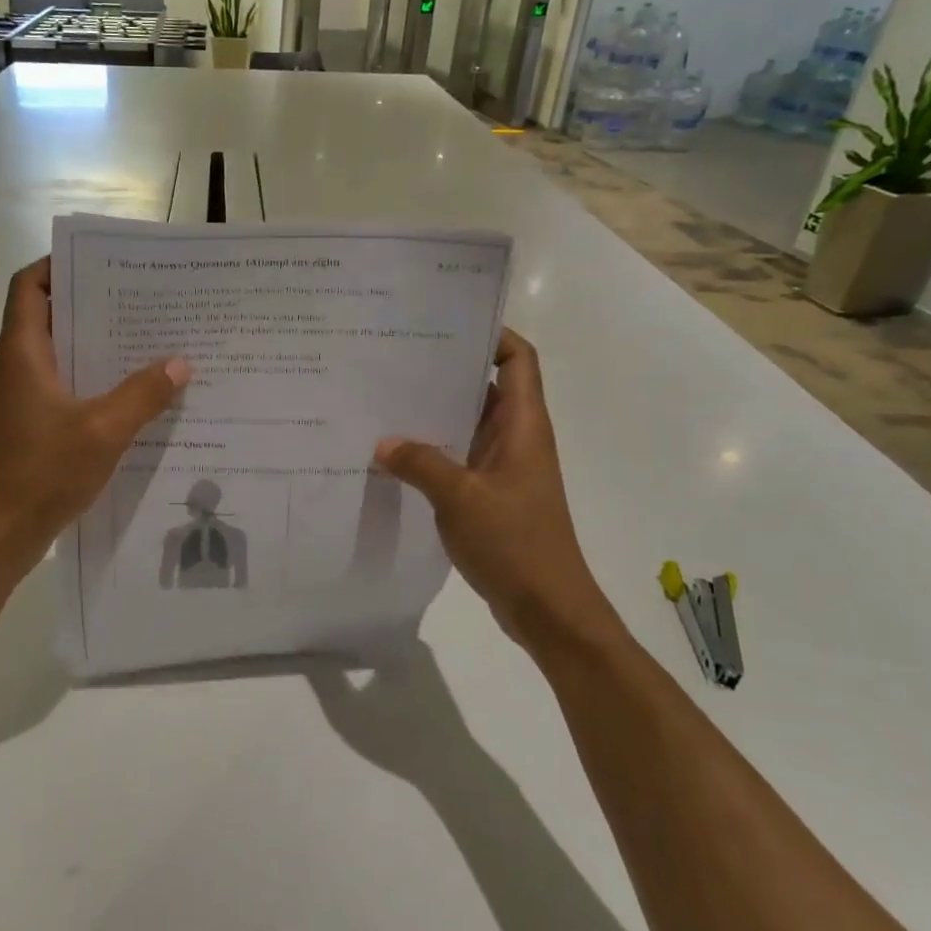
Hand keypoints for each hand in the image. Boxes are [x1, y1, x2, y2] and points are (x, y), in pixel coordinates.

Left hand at [0, 257, 189, 581]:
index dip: (58, 264)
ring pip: (64, 352)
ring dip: (100, 342)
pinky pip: (70, 384)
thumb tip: (181, 362)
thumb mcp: (102, 430)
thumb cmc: (41, 472)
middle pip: (51, 314)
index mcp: (23, 352)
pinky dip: (98, 378)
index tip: (104, 260)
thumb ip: (143, 394)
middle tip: (144, 297)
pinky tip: (138, 390)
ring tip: (151, 337)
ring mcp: (27, 396)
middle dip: (94, 301)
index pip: (30, 285)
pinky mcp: (36, 423)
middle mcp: (20, 366)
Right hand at [375, 329, 619, 659]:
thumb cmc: (515, 543)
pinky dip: (432, 448)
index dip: (492, 334)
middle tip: (395, 356)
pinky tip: (393, 451)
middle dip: (446, 369)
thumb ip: (420, 463)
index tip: (446, 322)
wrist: (548, 608)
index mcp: (522, 425)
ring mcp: (503, 466)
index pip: (517, 359)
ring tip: (385, 397)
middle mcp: (515, 437)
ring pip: (467, 422)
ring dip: (434, 411)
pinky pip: (458, 455)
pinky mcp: (490, 492)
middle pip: (485, 386)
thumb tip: (382, 442)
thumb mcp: (460, 498)